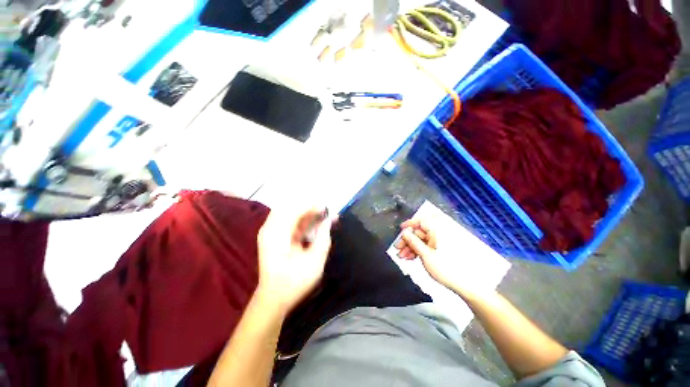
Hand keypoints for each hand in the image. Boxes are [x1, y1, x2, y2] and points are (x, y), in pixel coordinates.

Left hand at [256, 206, 333, 314]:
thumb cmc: (294, 282)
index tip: (327, 206)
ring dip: (305, 212)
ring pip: (289, 212)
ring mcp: (270, 232)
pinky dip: (302, 219)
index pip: (294, 210)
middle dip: (308, 206)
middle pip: (289, 207)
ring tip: (322, 214)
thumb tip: (329, 221)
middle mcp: (270, 229)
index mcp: (276, 234)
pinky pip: (289, 221)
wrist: (274, 300)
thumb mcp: (314, 262)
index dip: (311, 206)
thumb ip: (323, 238)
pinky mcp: (274, 237)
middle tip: (325, 210)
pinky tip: (314, 222)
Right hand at [395, 217, 493, 298]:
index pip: (421, 220)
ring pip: (421, 240)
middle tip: (398, 248)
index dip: (409, 224)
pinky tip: (410, 257)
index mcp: (438, 231)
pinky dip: (418, 250)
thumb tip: (404, 232)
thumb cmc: (446, 269)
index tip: (400, 229)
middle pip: (419, 232)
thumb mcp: (425, 255)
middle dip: (407, 240)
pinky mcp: (440, 249)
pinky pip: (426, 245)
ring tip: (402, 256)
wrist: (464, 285)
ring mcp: (440, 242)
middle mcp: (439, 234)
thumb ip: (413, 241)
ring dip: (410, 247)